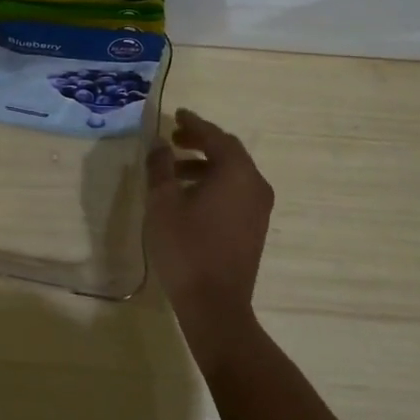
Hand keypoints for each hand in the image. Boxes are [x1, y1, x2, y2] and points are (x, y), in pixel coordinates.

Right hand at [146, 108, 274, 364]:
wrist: (215, 305)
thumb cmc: (186, 248)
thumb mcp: (163, 202)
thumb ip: (160, 166)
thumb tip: (160, 142)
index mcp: (236, 172)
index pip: (214, 136)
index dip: (193, 123)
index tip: (176, 114)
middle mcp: (255, 184)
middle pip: (228, 151)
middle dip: (200, 141)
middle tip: (174, 138)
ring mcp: (259, 208)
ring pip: (232, 172)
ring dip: (205, 164)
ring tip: (173, 169)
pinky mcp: (255, 226)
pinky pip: (236, 190)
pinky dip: (214, 182)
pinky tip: (189, 194)